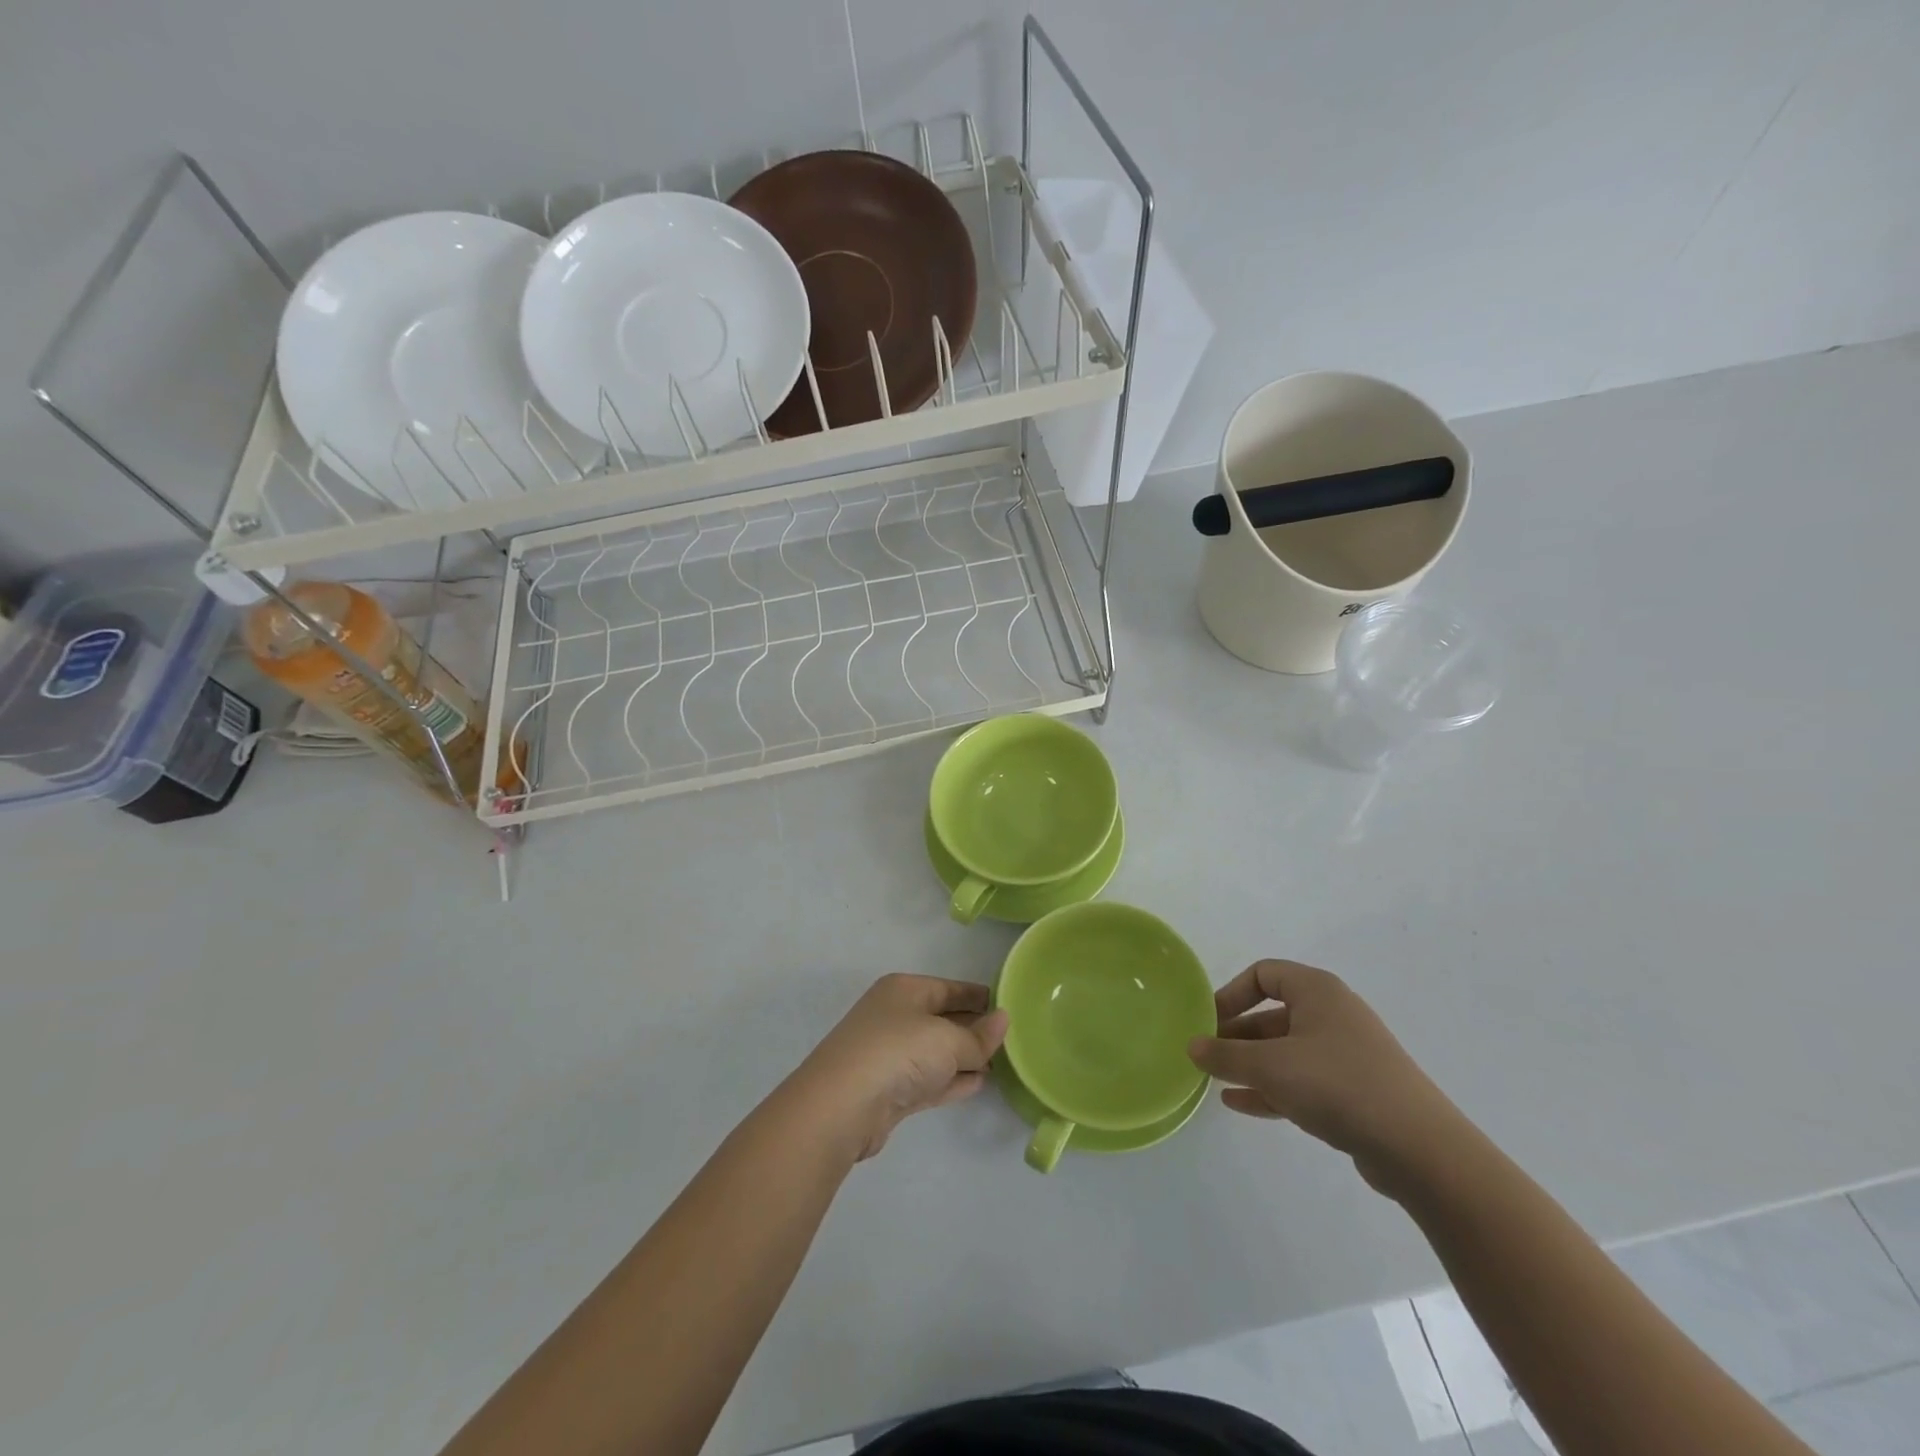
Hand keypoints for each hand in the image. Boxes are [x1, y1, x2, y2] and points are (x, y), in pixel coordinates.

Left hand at [786, 975, 1008, 1162]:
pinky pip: (930, 1079)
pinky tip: (979, 1084)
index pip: (950, 988)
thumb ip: (979, 1036)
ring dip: (965, 1057)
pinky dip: (953, 1080)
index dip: (979, 996)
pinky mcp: (890, 1091)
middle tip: (1011, 1038)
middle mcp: (895, 1016)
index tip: (1009, 1005)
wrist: (842, 1107)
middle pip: (943, 1019)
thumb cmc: (898, 1053)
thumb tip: (1004, 1020)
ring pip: (937, 1052)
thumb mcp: (947, 1040)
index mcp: (905, 990)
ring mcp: (890, 1055)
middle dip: (974, 1028)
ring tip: (1000, 1062)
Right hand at [1188, 959, 1464, 1194]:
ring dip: (1250, 1064)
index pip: (1263, 974)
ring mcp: (1346, 1055)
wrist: (1420, 1149)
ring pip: (1285, 1051)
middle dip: (1236, 1035)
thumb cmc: (1337, 1085)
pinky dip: (1271, 1088)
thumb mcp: (1270, 1066)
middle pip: (1272, 1014)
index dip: (1231, 993)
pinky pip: (1301, 1080)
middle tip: (1206, 1056)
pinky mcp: (1354, 1092)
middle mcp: (1333, 1015)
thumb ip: (1225, 1055)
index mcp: (1317, 991)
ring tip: (1216, 1081)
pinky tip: (1240, 1104)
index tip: (1207, 1021)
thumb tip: (1192, 1045)